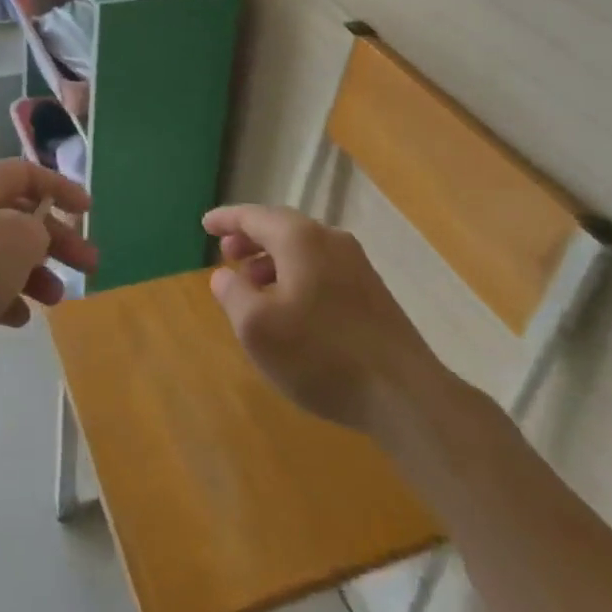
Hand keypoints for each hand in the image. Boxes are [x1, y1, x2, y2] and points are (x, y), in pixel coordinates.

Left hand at [0, 161, 95, 395]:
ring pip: (1, 252)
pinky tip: (18, 319)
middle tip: (88, 266)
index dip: (61, 189)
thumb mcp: (18, 240)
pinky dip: (3, 295)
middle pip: (18, 215)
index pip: (27, 173)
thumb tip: (33, 235)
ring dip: (34, 273)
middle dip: (56, 240)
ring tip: (55, 300)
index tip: (88, 211)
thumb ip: (39, 229)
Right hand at [203, 206, 450, 448]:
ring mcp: (356, 264)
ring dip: (272, 260)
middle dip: (250, 238)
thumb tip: (224, 275)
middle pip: (280, 227)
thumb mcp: (257, 328)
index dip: (226, 219)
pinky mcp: (372, 290)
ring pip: (303, 249)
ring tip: (253, 285)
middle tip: (226, 255)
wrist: (405, 395)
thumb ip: (232, 294)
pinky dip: (296, 274)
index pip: (253, 216)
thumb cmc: (321, 355)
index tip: (205, 225)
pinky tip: (290, 306)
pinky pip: (321, 267)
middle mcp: (329, 239)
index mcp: (299, 238)